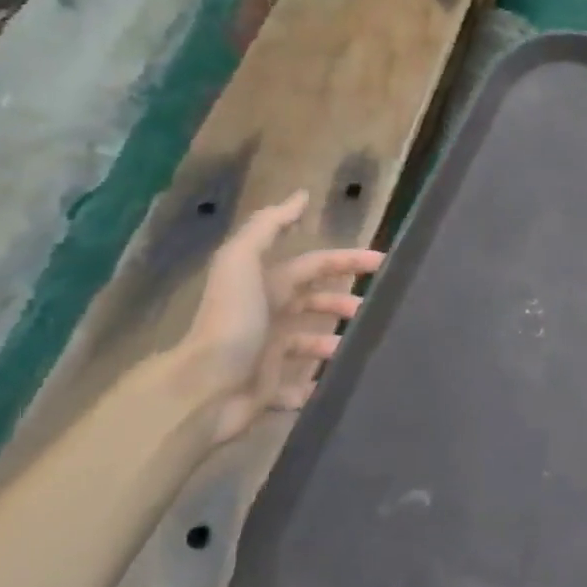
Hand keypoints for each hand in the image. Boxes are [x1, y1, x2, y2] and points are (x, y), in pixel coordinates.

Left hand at [178, 190, 382, 444]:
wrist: (204, 388)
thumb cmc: (231, 322)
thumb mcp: (242, 262)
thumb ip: (268, 226)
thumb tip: (301, 195)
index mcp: (266, 286)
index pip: (314, 265)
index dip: (347, 260)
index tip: (382, 262)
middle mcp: (267, 317)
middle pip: (313, 302)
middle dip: (343, 302)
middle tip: (375, 310)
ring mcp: (267, 355)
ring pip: (310, 343)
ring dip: (334, 343)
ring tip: (359, 348)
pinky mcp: (268, 390)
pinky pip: (299, 388)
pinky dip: (317, 385)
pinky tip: (336, 383)